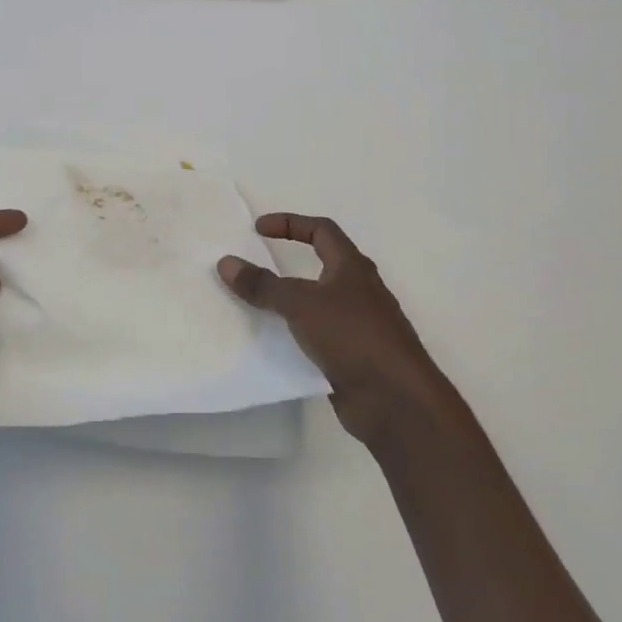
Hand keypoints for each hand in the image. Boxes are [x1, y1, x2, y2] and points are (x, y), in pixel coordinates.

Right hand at [218, 213, 454, 450]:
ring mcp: (357, 326)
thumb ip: (263, 285)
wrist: (395, 398)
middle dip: (288, 263)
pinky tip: (272, 344)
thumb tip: (226, 262)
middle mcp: (358, 291)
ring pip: (317, 303)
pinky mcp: (352, 356)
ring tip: (254, 305)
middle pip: (321, 265)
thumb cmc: (353, 336)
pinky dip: (295, 334)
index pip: (321, 230)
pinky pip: (316, 336)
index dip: (290, 223)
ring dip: (289, 301)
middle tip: (254, 265)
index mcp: (352, 268)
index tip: (257, 229)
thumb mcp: (301, 304)